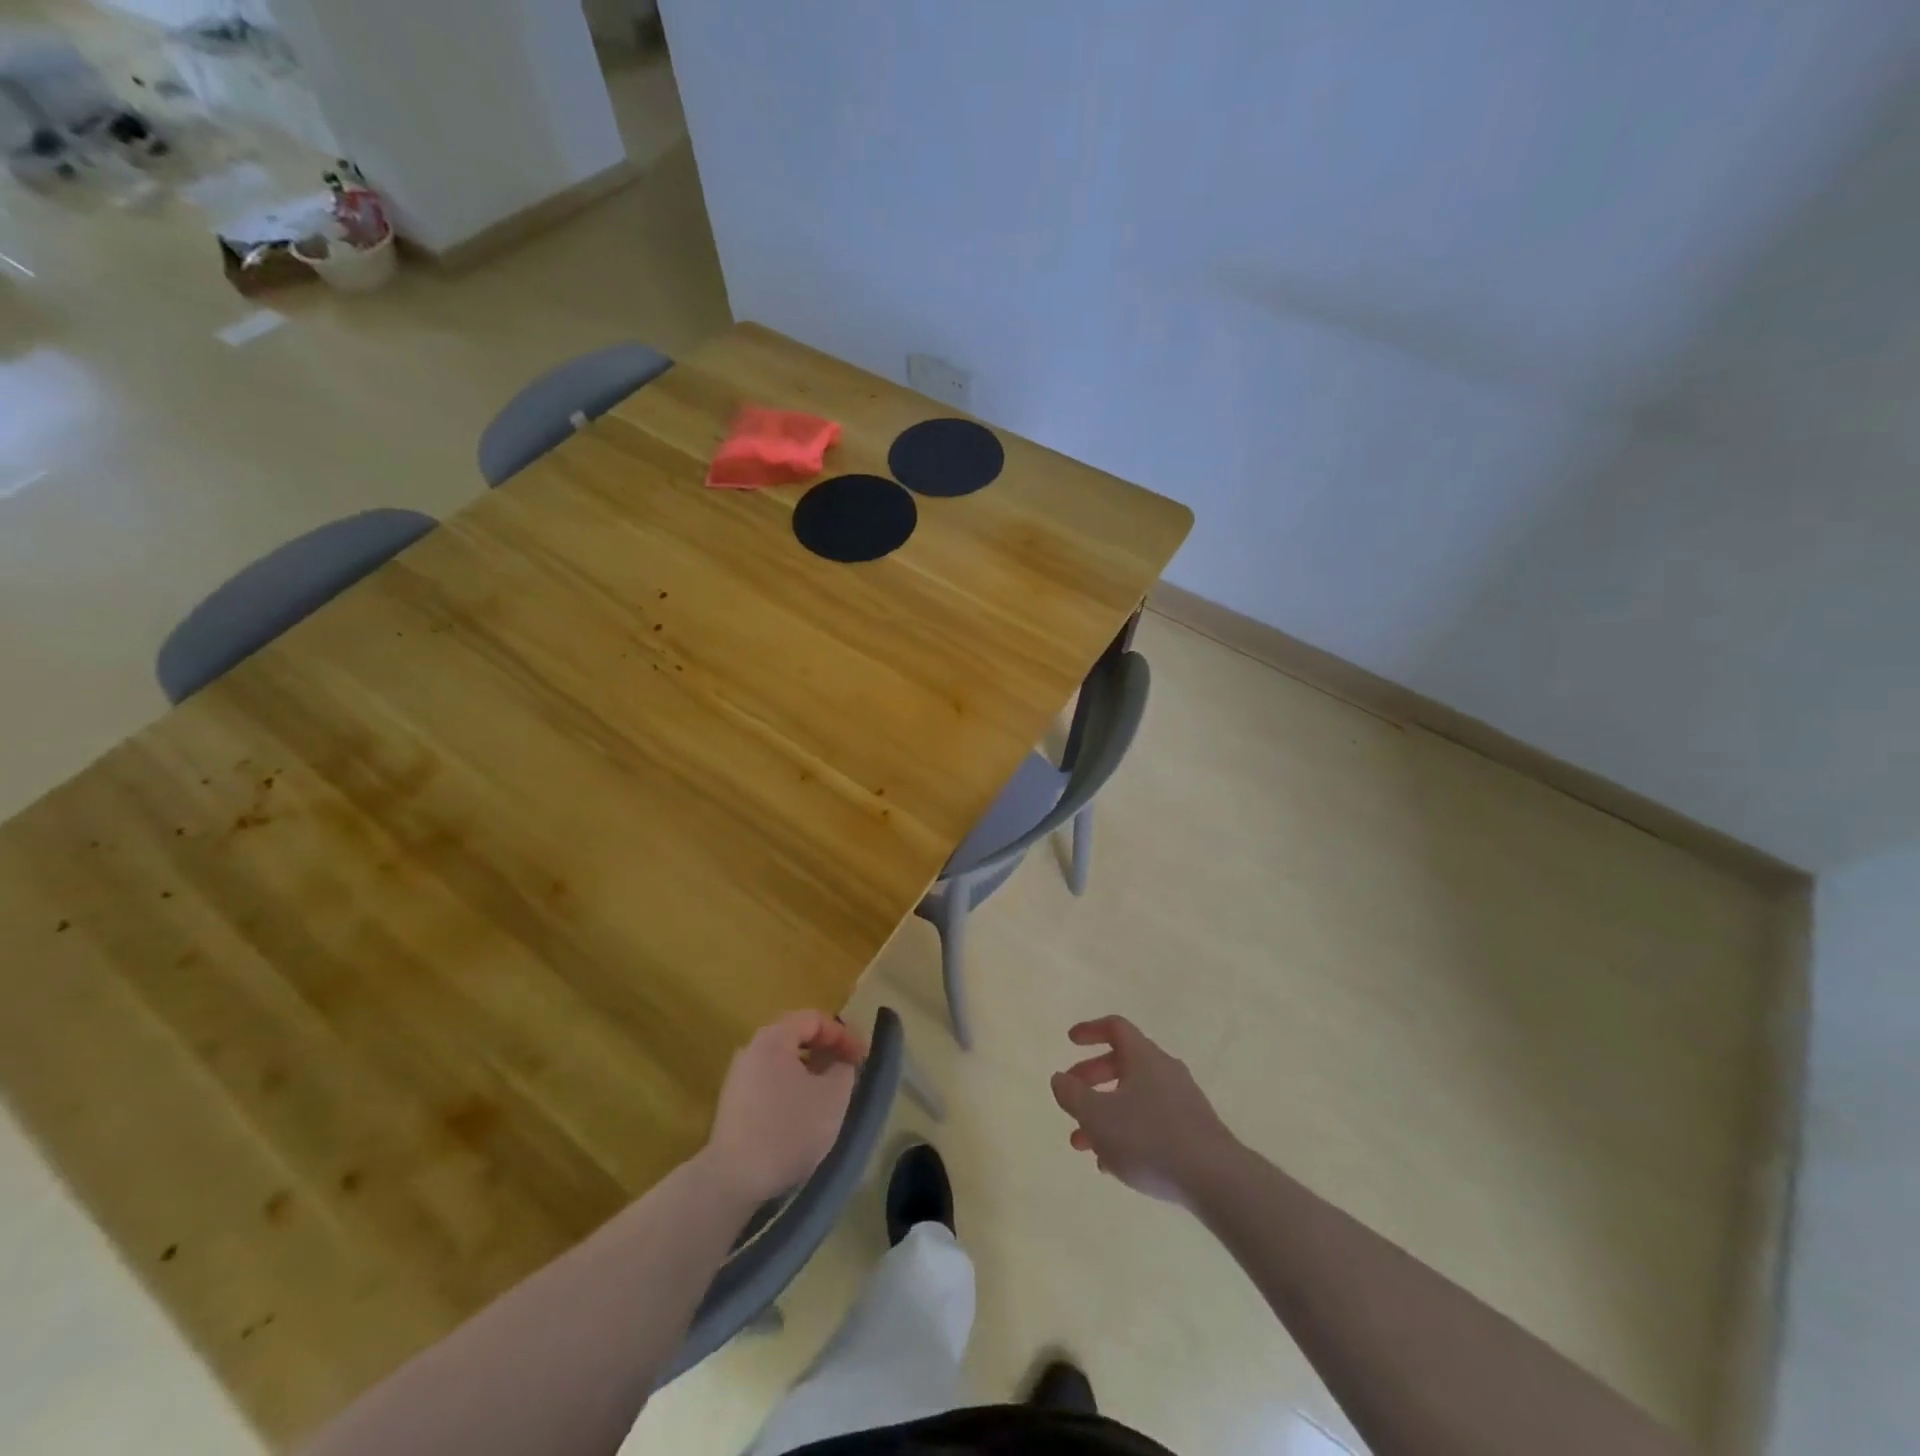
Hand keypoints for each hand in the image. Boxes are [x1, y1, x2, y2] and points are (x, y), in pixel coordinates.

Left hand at [703, 1011, 863, 1204]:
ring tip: (829, 1094)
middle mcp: (751, 1049)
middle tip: (848, 1071)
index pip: (814, 1019)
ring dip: (810, 1071)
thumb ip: (844, 1068)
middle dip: (826, 1051)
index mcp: (773, 1038)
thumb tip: (841, 1061)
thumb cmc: (789, 1130)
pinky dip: (792, 1087)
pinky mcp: (732, 1104)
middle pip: (796, 1036)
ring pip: (783, 1062)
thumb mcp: (833, 1097)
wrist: (732, 1180)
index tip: (861, 1058)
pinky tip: (802, 1114)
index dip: (842, 1034)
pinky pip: (770, 1082)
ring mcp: (738, 1077)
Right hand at [1050, 1015, 1239, 1205]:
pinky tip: (1113, 1164)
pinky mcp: (1192, 1130)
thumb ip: (1073, 1095)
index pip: (1115, 1027)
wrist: (1217, 1180)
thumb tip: (1060, 1078)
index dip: (1090, 1030)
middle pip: (1122, 1063)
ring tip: (1083, 1144)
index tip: (1070, 1041)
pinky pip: (1151, 1121)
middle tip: (1071, 1099)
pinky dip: (1127, 1132)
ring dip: (1105, 1114)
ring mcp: (1182, 1101)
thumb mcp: (1098, 1117)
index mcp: (1144, 1057)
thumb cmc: (1149, 1139)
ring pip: (1134, 1097)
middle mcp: (1164, 1070)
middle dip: (1091, 1080)